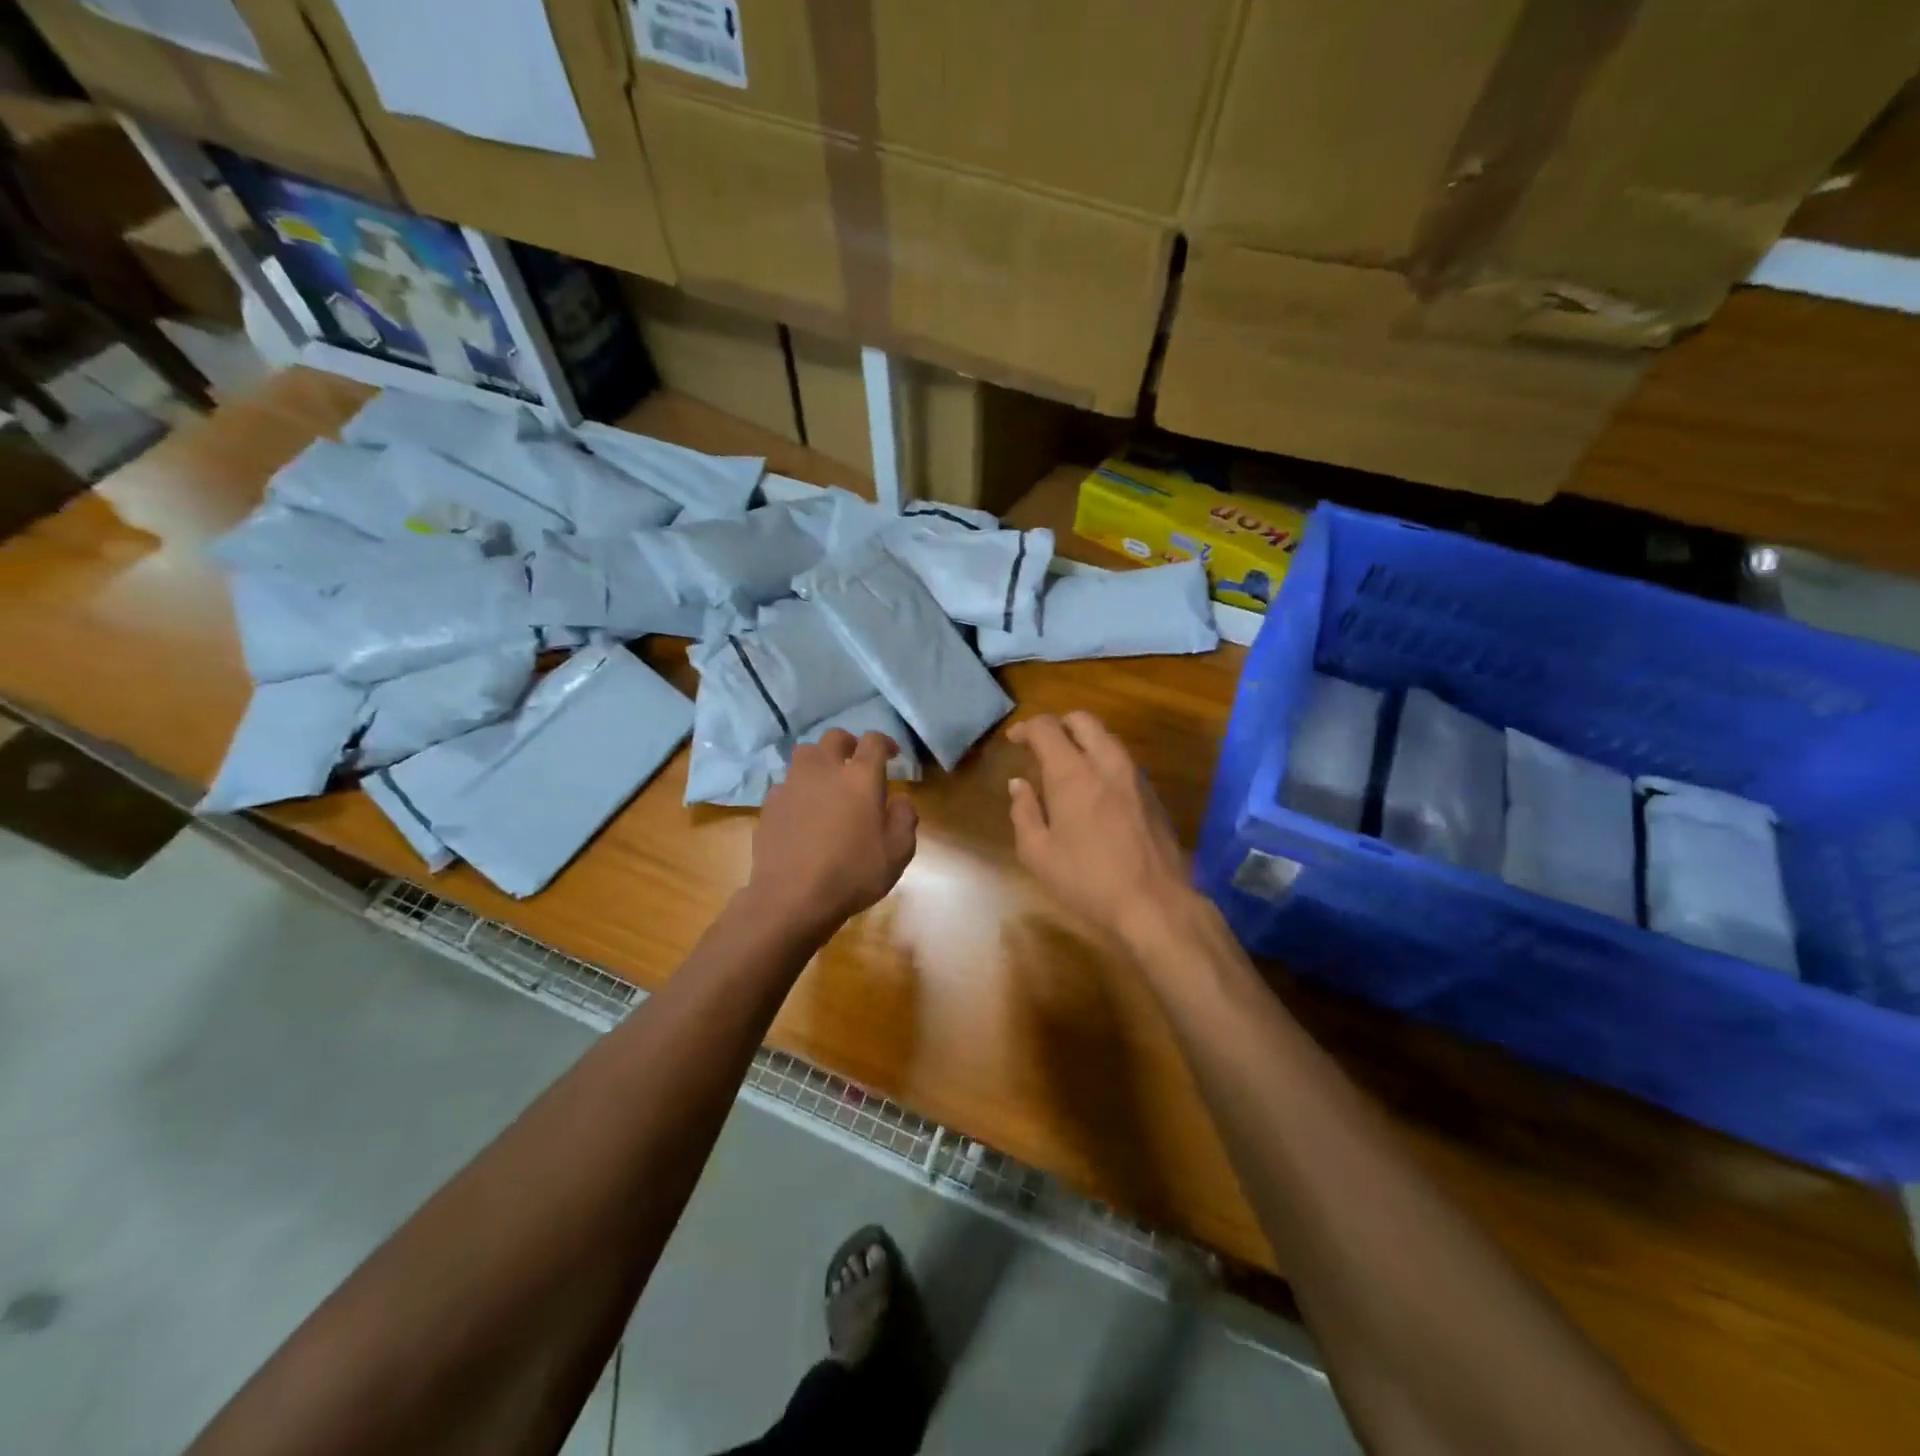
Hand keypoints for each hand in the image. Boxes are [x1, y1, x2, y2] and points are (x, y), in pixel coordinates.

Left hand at [746, 729, 917, 940]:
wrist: (792, 898)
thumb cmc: (853, 873)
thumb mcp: (898, 852)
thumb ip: (905, 818)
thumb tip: (899, 799)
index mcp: (860, 777)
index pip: (873, 741)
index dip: (885, 742)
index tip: (891, 754)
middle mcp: (824, 770)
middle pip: (834, 737)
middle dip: (849, 744)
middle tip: (856, 761)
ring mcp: (792, 784)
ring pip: (805, 754)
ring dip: (819, 760)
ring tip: (826, 781)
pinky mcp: (770, 803)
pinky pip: (786, 783)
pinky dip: (798, 788)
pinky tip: (802, 809)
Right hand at [1007, 712, 1196, 943]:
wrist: (1155, 902)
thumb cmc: (1087, 880)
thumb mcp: (1038, 854)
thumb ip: (1024, 812)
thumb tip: (1019, 784)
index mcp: (1072, 773)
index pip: (1047, 728)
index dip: (1026, 728)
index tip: (1014, 740)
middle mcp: (1106, 763)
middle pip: (1083, 720)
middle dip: (1058, 724)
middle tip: (1041, 745)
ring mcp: (1134, 776)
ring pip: (1107, 737)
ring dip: (1083, 740)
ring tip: (1066, 766)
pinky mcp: (1151, 793)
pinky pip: (1122, 760)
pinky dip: (1102, 759)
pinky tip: (1094, 788)